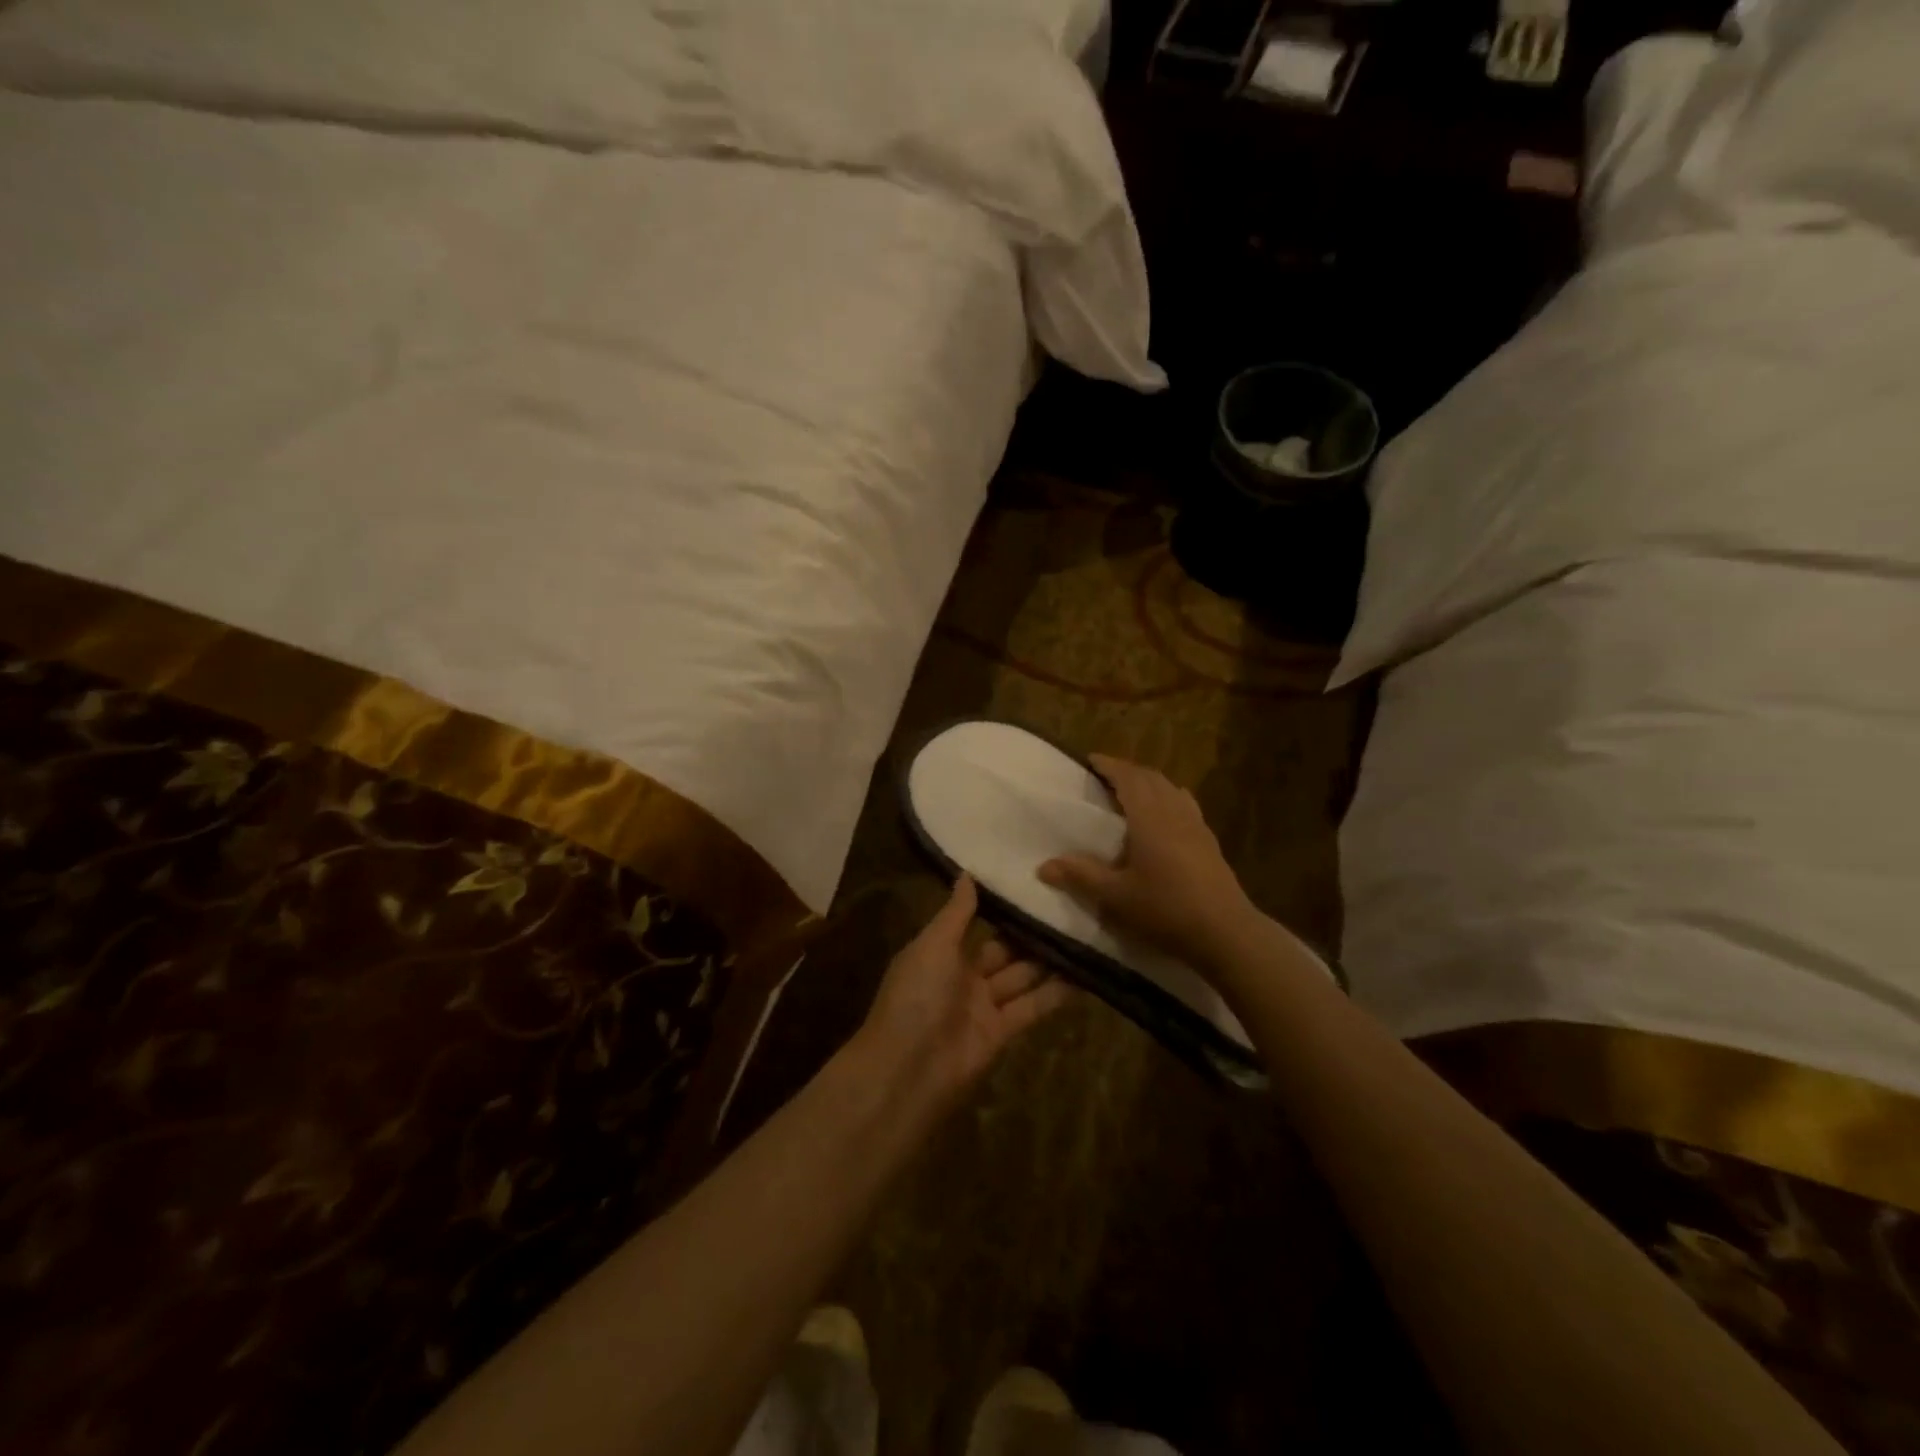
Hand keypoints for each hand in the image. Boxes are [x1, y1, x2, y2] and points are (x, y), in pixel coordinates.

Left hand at [854, 876, 1073, 1107]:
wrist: (907, 1070)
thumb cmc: (915, 996)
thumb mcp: (932, 945)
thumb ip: (956, 913)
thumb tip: (967, 873)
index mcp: (941, 952)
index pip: (975, 923)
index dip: (1000, 907)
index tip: (1031, 883)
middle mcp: (963, 976)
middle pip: (1004, 950)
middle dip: (1030, 933)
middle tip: (1068, 905)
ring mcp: (983, 1006)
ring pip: (1022, 977)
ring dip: (1048, 960)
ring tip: (1083, 933)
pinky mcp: (1003, 1033)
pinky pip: (1032, 1007)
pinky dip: (1055, 994)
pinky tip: (1084, 975)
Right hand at [1037, 754, 1257, 971]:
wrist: (1225, 932)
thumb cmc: (1166, 909)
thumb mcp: (1116, 896)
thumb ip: (1080, 876)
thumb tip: (1043, 866)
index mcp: (1149, 816)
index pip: (1128, 777)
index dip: (1109, 765)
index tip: (1090, 760)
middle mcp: (1174, 811)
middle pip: (1150, 777)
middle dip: (1127, 771)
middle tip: (1104, 777)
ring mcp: (1196, 824)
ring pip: (1170, 788)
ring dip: (1149, 783)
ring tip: (1130, 793)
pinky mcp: (1209, 840)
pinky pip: (1185, 804)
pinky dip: (1168, 798)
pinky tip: (1164, 817)